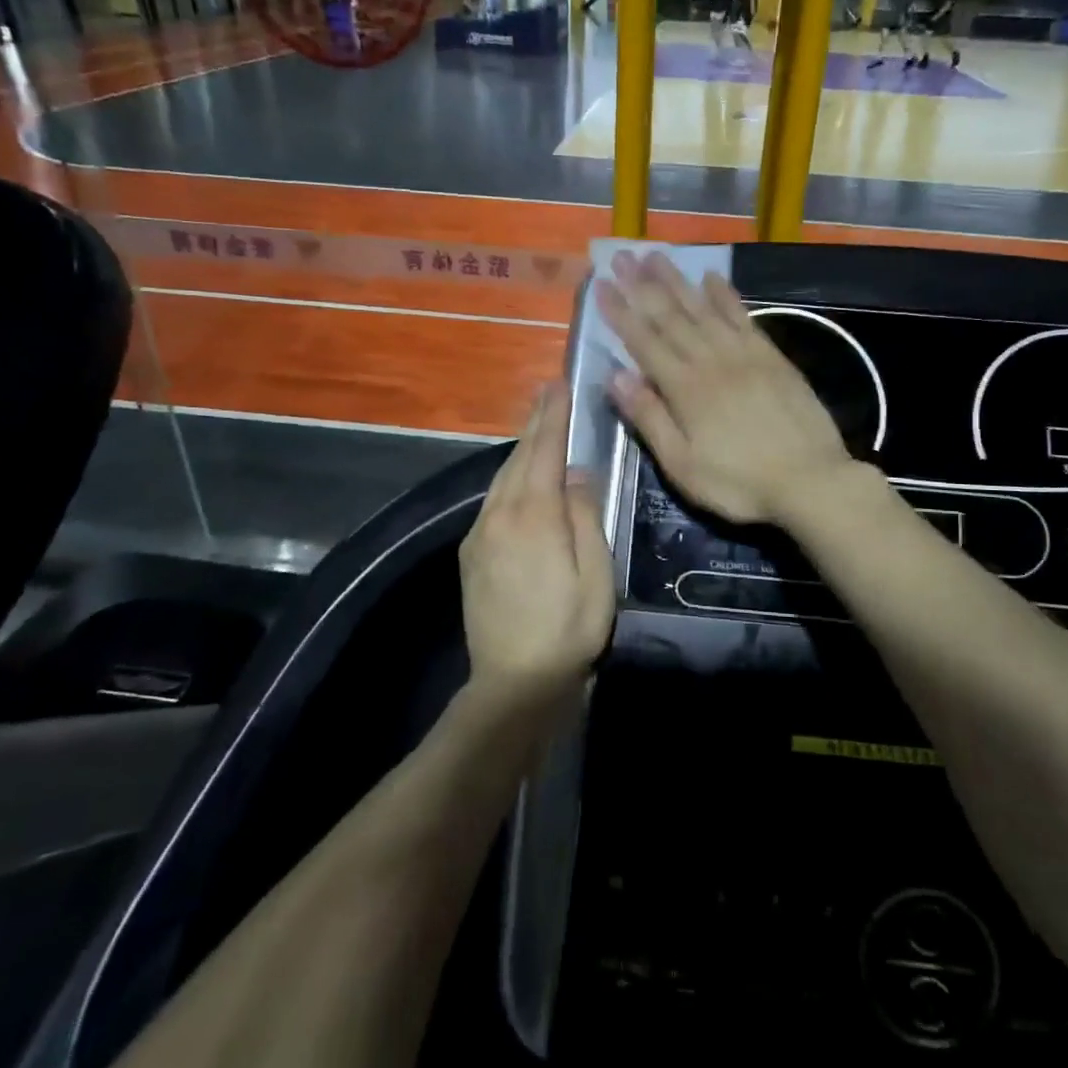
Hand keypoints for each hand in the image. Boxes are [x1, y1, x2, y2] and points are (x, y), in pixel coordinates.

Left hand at [459, 382, 613, 693]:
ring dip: (520, 447)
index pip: (545, 453)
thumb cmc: (568, 631)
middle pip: (519, 458)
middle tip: (548, 391)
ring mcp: (481, 534)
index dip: (553, 417)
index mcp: (534, 517)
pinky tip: (519, 475)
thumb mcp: (596, 576)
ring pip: (502, 477)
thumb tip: (575, 474)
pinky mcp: (472, 553)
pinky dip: (509, 475)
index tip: (559, 385)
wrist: (513, 683)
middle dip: (535, 422)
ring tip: (536, 423)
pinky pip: (493, 499)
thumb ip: (585, 517)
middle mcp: (500, 515)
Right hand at [598, 250, 854, 525]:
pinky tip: (712, 278)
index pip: (644, 342)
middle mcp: (711, 361)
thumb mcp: (683, 465)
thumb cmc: (739, 483)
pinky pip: (743, 317)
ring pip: (704, 309)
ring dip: (678, 281)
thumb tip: (615, 376)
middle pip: (671, 317)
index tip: (602, 285)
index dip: (621, 312)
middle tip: (623, 256)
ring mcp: (744, 355)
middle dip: (643, 286)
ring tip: (657, 256)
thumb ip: (649, 418)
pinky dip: (725, 296)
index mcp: (685, 389)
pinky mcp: (771, 357)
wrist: (811, 480)